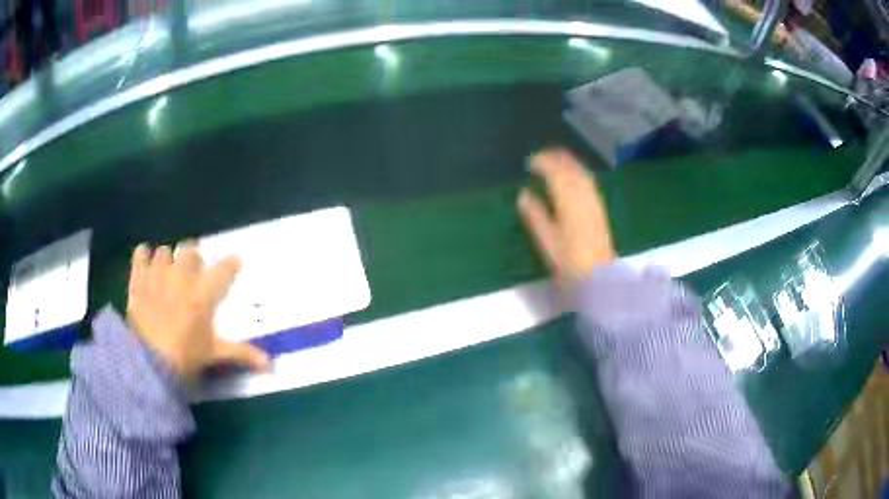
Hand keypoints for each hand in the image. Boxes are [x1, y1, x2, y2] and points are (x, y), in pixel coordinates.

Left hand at [126, 242, 269, 380]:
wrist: (151, 361)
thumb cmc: (187, 357)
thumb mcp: (215, 354)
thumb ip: (242, 353)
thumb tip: (272, 365)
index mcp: (203, 294)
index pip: (223, 269)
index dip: (231, 263)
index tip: (236, 260)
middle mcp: (181, 277)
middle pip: (190, 251)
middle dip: (193, 258)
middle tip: (193, 272)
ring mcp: (158, 275)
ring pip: (164, 251)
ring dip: (168, 259)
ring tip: (168, 272)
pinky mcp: (139, 280)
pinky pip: (140, 255)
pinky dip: (143, 256)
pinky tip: (145, 263)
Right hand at [518, 149, 614, 287]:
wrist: (598, 275)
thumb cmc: (569, 262)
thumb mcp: (546, 240)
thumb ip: (535, 215)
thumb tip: (524, 194)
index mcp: (567, 201)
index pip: (555, 173)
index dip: (542, 163)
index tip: (529, 162)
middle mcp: (582, 195)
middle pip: (570, 168)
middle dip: (555, 158)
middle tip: (540, 156)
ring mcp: (593, 200)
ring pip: (581, 172)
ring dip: (568, 162)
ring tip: (555, 159)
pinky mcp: (599, 207)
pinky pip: (588, 181)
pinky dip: (578, 171)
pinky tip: (573, 175)